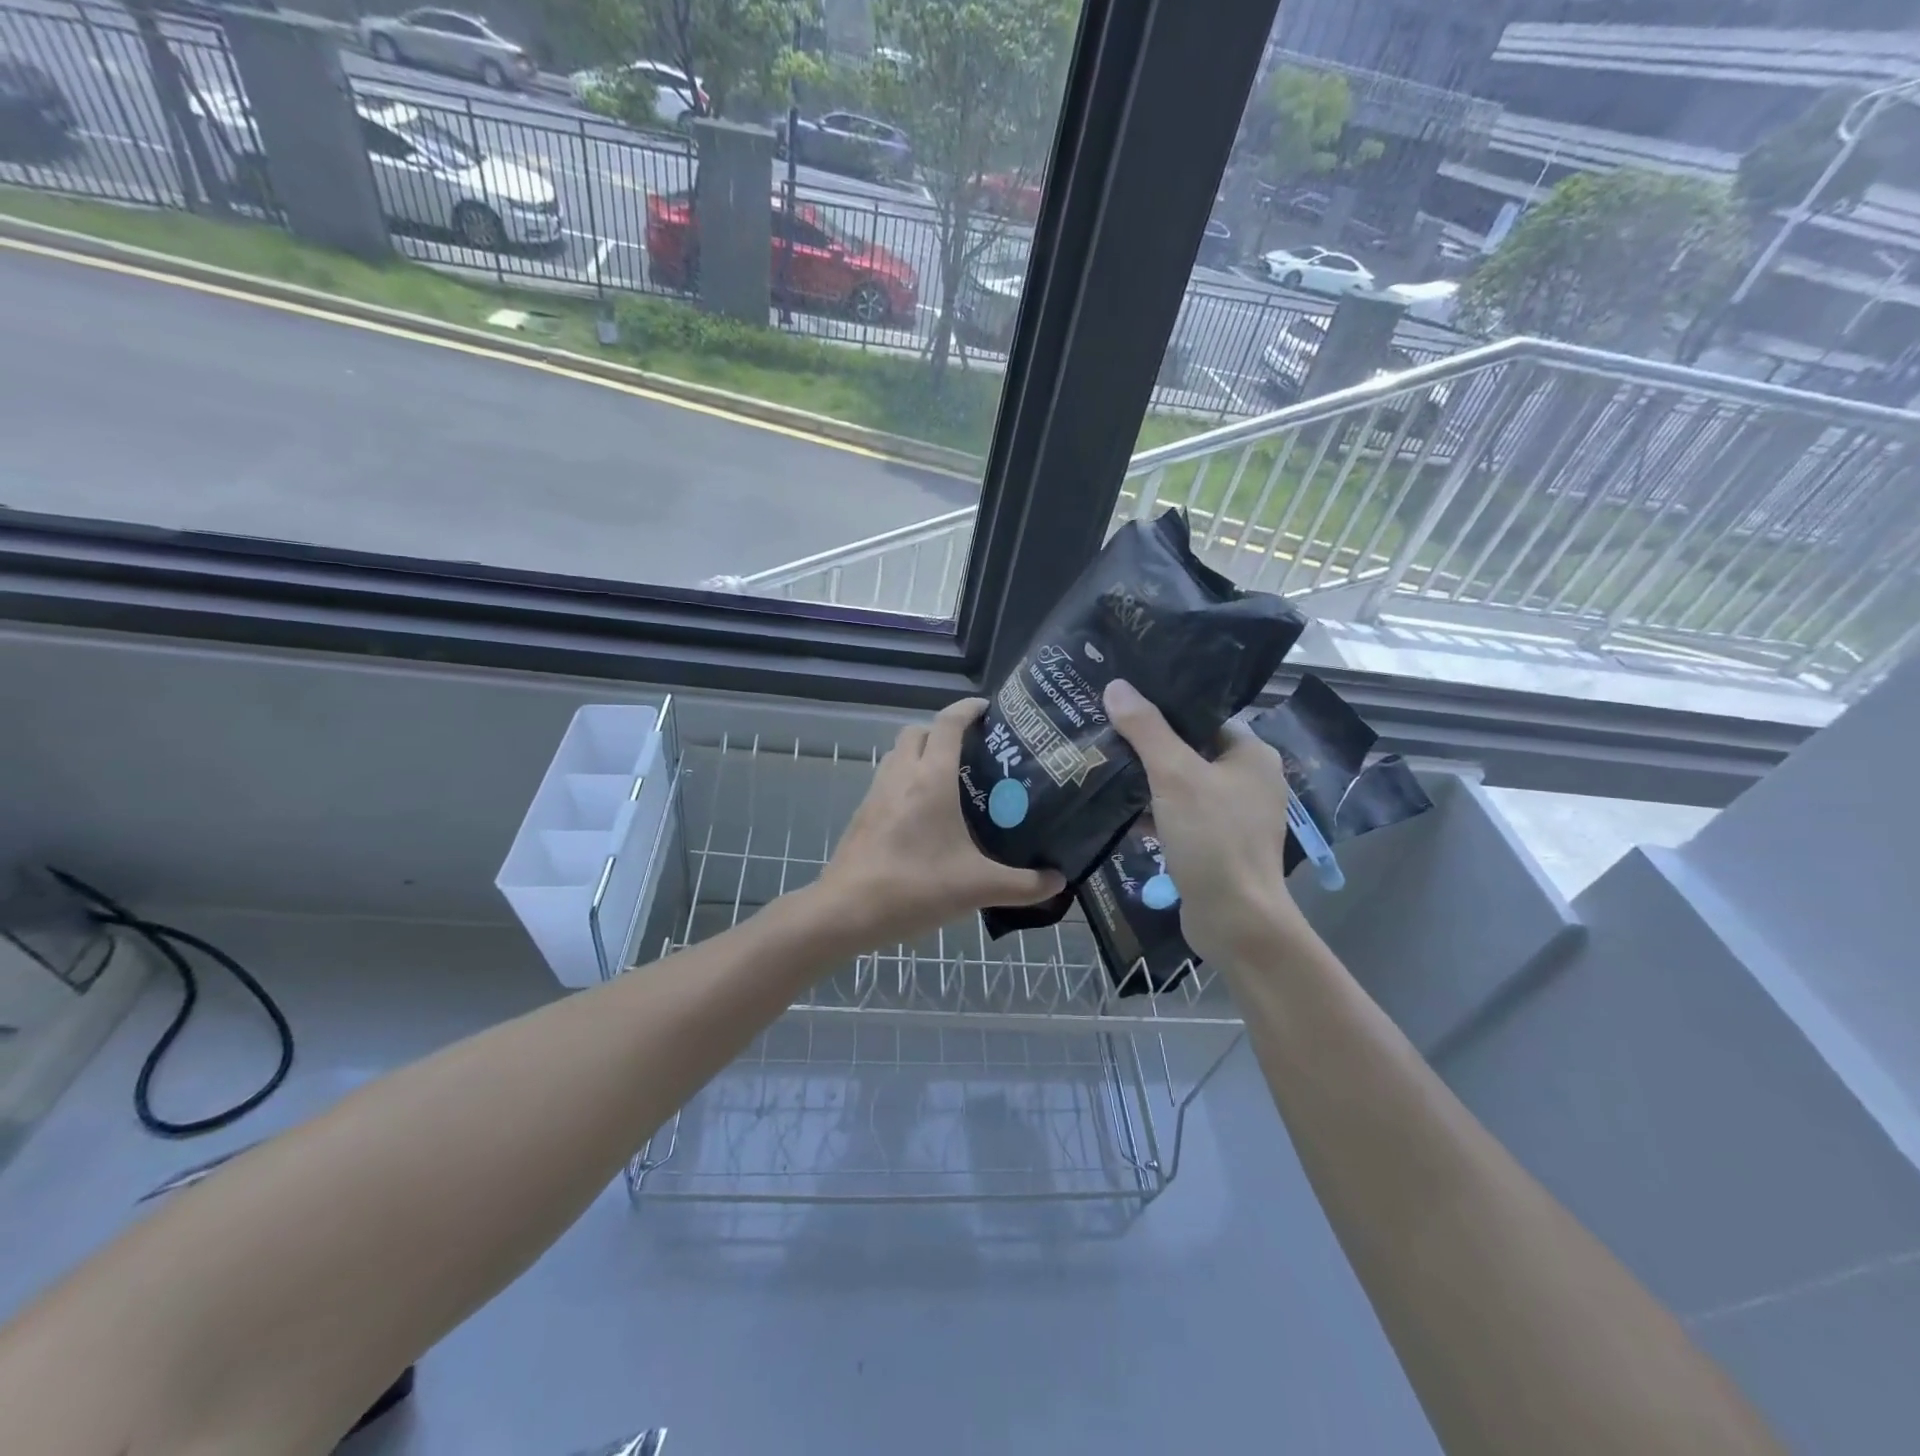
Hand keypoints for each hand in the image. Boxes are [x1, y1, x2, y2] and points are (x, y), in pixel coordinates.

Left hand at [812, 698, 1064, 948]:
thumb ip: (1024, 884)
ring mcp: (877, 793)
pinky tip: (925, 815)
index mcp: (931, 778)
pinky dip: (907, 780)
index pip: (948, 723)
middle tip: (973, 752)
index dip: (968, 708)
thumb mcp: (978, 888)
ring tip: (952, 781)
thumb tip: (1059, 881)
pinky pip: (888, 780)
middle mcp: (901, 775)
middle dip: (943, 731)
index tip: (989, 709)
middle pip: (918, 731)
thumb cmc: (915, 887)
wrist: (846, 911)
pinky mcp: (863, 814)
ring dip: (922, 754)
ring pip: (899, 754)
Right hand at [1103, 678, 1315, 970]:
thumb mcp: (1174, 775)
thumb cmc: (1213, 838)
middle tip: (1104, 732)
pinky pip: (1180, 817)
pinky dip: (1154, 813)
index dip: (1164, 708)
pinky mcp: (1216, 846)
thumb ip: (1146, 729)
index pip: (1203, 716)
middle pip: (1189, 750)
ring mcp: (1233, 816)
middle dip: (1148, 747)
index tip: (1123, 702)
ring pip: (1181, 786)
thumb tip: (1116, 686)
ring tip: (1102, 767)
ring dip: (1147, 782)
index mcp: (1251, 755)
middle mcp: (1248, 781)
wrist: (1235, 920)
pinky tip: (1119, 813)